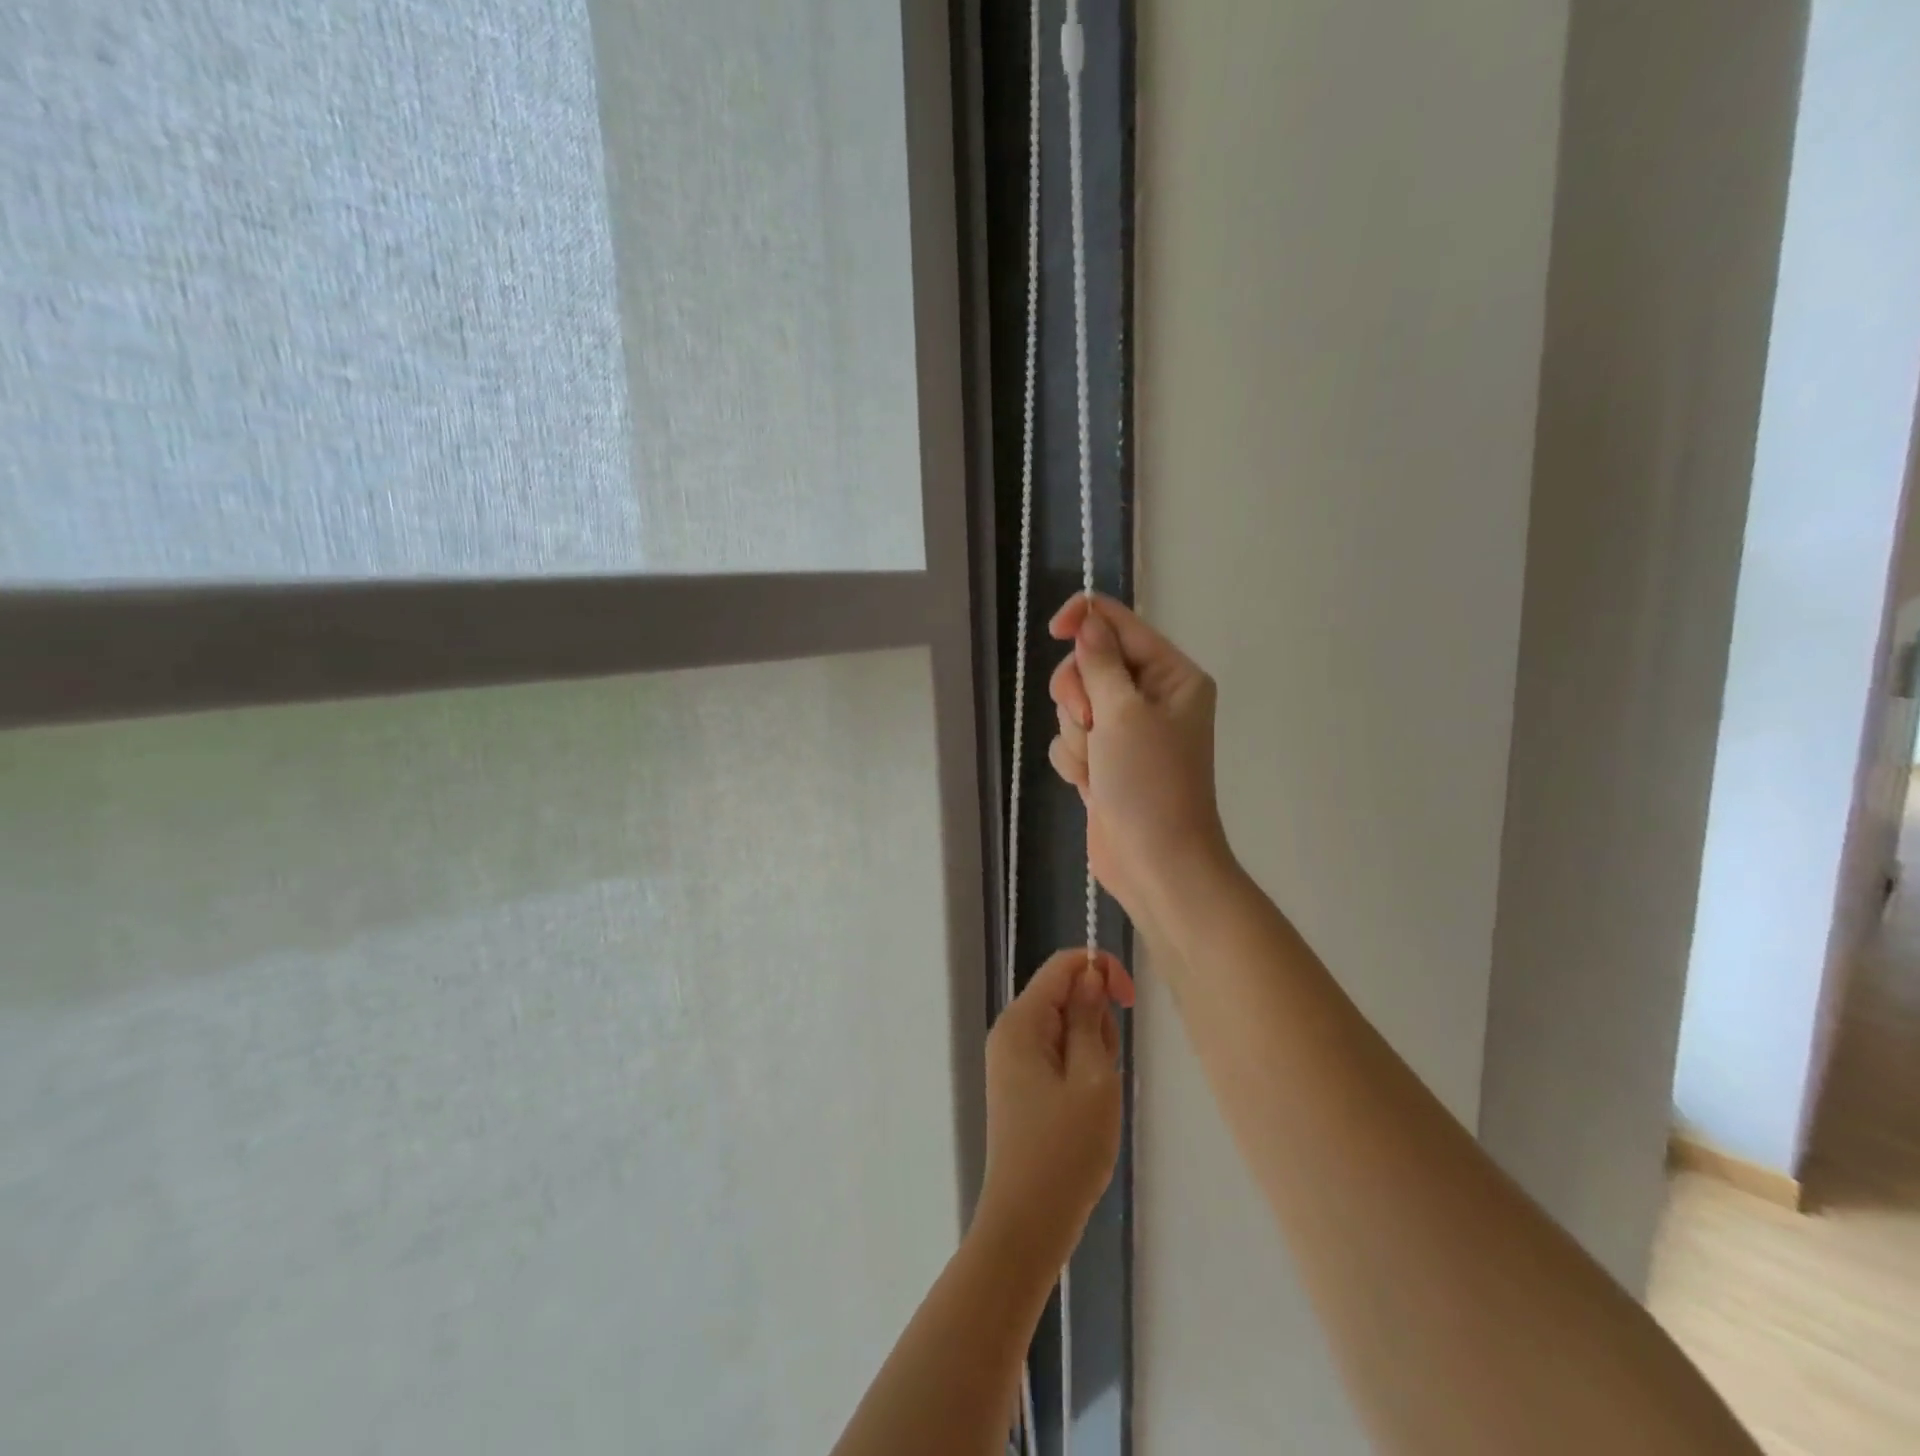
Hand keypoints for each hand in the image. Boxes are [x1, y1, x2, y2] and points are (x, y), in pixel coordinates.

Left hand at [977, 947, 1135, 1272]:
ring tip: (1095, 1099)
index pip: (1062, 966)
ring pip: (1066, 1028)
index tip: (1131, 1002)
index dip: (1100, 970)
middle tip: (1104, 1073)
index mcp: (1022, 1022)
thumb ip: (1090, 1018)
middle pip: (1065, 996)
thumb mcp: (1092, 1079)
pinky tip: (1085, 1109)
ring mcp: (1013, 1060)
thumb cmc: (1065, 1151)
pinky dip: (1081, 1071)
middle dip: (1096, 1022)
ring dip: (1092, 1052)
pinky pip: (1058, 1056)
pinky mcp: (1021, 1085)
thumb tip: (1090, 974)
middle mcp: (1011, 1032)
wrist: (1027, 1225)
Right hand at [1047, 594, 1227, 930]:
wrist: (1156, 862)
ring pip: (1074, 705)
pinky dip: (1074, 760)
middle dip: (1079, 693)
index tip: (1054, 630)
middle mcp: (1150, 697)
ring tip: (1097, 764)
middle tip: (1091, 721)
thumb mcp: (1124, 712)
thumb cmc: (1150, 782)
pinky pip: (1071, 740)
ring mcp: (1125, 731)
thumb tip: (1087, 621)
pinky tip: (1089, 783)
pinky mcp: (1104, 761)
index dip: (1085, 619)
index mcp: (1171, 675)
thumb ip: (1100, 662)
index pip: (1121, 624)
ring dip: (1077, 734)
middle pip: (1089, 664)